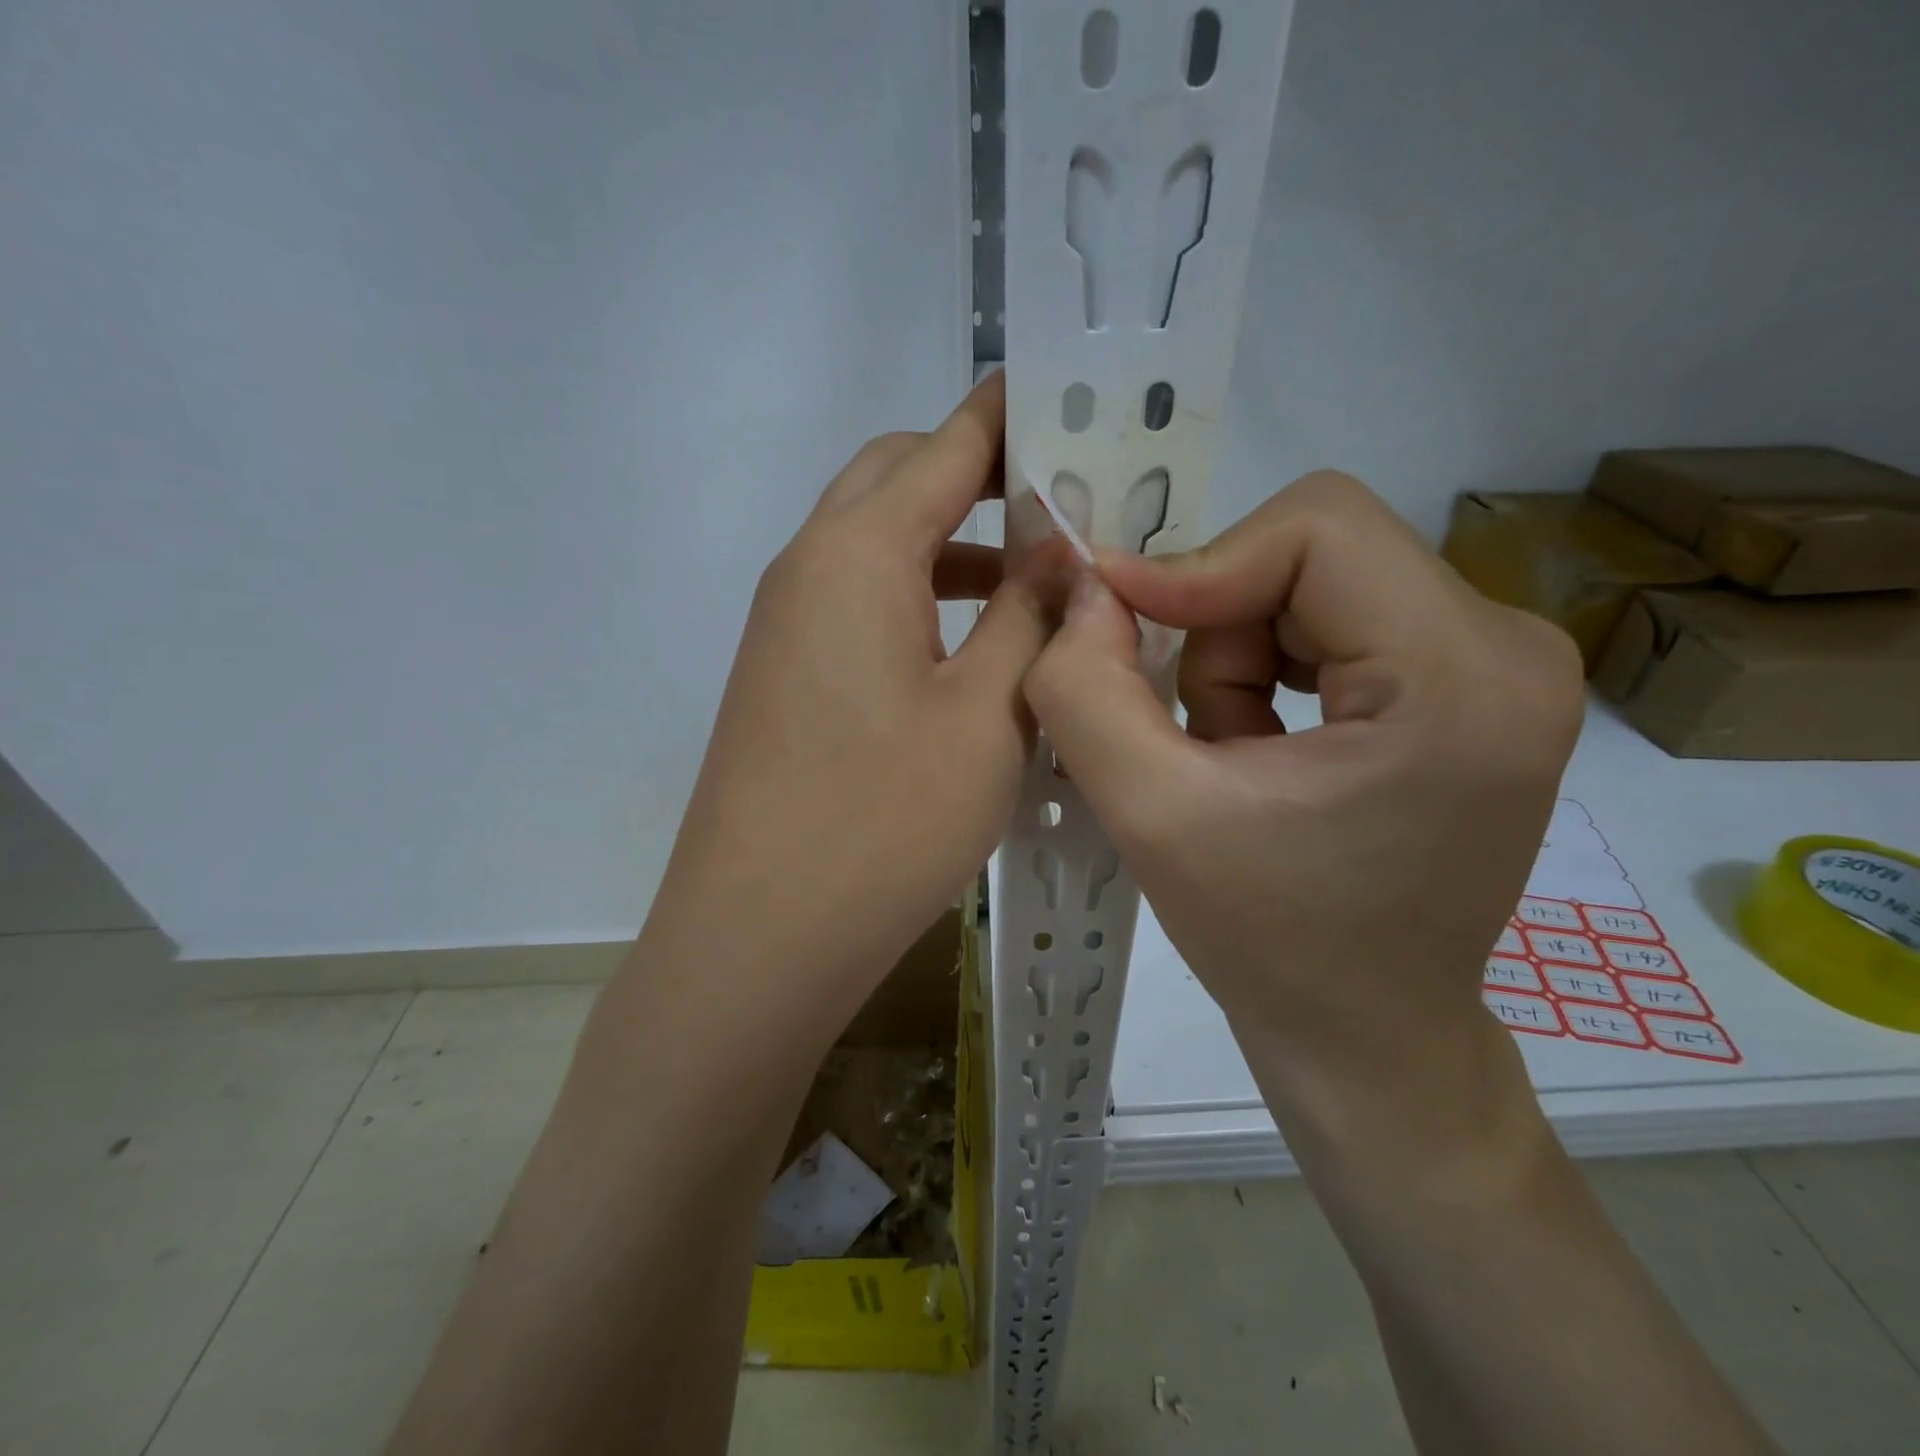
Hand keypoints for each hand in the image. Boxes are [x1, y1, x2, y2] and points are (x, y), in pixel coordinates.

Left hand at [640, 372, 1056, 1036]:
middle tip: (1063, 501)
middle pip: (897, 481)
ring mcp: (787, 626)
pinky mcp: (788, 678)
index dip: (1010, 414)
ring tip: (1036, 579)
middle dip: (978, 474)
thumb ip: (1032, 616)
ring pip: (878, 546)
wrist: (758, 938)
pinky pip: (861, 604)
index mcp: (855, 553)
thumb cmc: (881, 822)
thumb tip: (1063, 548)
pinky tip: (975, 648)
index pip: (944, 446)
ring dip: (953, 545)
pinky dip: (922, 600)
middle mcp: (807, 568)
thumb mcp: (988, 713)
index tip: (1073, 398)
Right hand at [1024, 471, 1583, 1140]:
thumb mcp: (1149, 816)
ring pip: (1313, 583)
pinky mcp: (1471, 682)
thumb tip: (1086, 589)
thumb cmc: (1268, 941)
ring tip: (1228, 756)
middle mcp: (1510, 648)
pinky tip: (1263, 750)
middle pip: (1314, 554)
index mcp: (1462, 678)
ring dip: (1237, 658)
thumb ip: (1087, 691)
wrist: (1367, 1031)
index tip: (1119, 625)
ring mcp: (1501, 664)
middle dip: (1219, 631)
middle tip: (1190, 730)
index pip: (1317, 527)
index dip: (1200, 566)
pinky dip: (1269, 669)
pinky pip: (1335, 617)